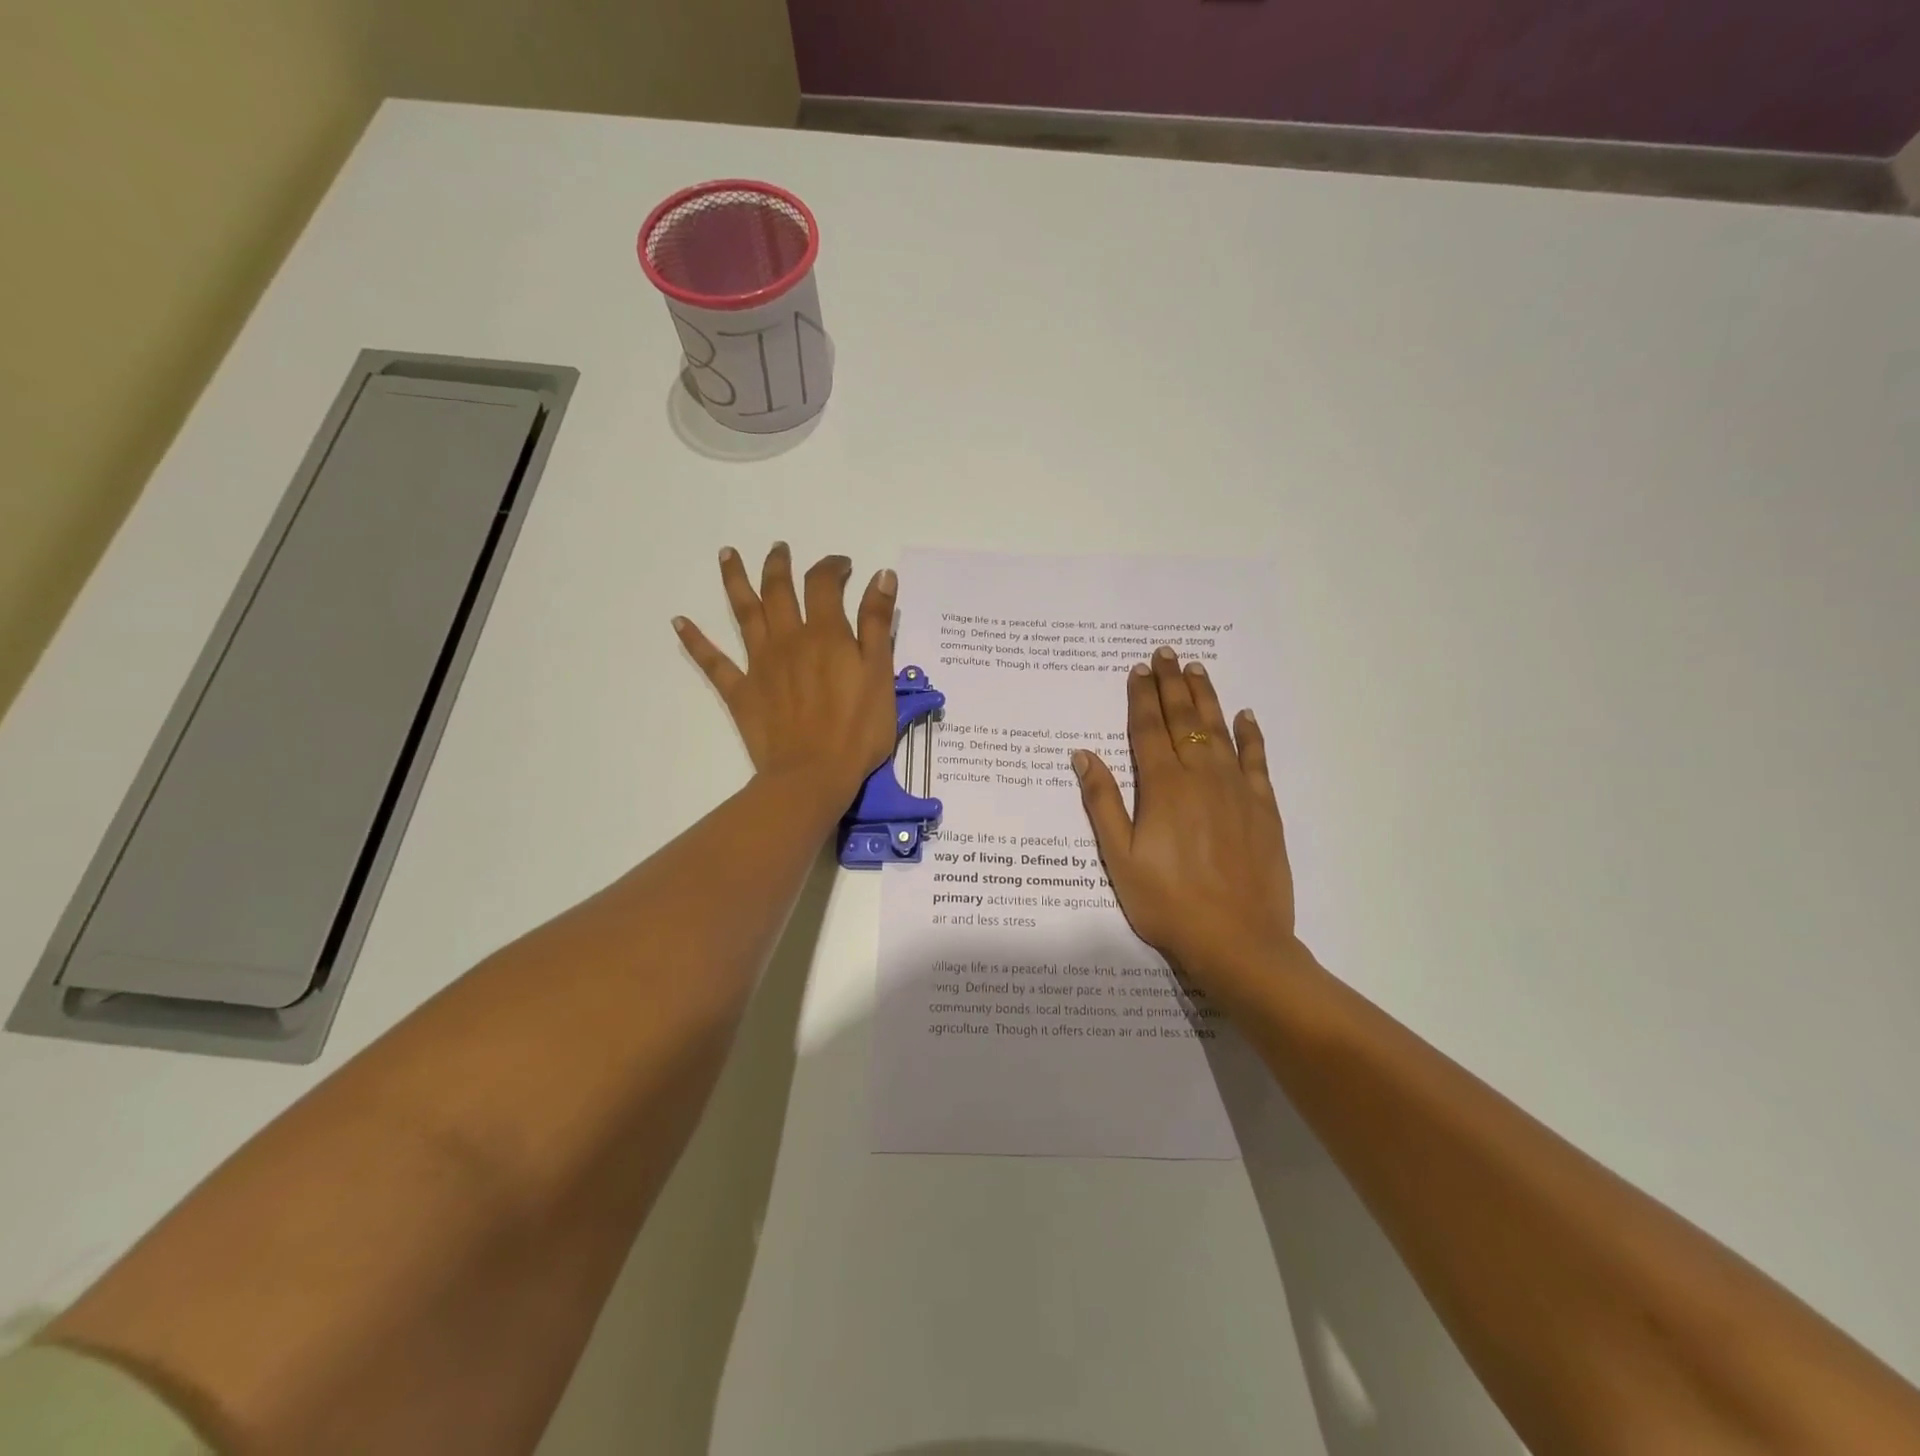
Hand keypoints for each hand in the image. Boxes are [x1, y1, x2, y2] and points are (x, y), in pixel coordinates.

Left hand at [675, 544, 898, 806]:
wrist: (813, 774)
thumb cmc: (857, 729)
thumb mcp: (881, 674)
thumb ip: (878, 624)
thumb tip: (880, 575)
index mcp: (825, 633)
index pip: (824, 584)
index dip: (832, 567)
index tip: (843, 565)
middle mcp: (788, 639)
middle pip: (778, 590)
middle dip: (779, 565)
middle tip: (779, 548)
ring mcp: (760, 664)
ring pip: (744, 612)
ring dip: (736, 580)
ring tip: (728, 554)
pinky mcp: (741, 691)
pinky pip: (713, 661)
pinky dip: (695, 640)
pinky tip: (679, 622)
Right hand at [1073, 647, 1298, 992]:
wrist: (1237, 941)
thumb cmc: (1167, 903)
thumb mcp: (1120, 858)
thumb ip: (1103, 803)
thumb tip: (1083, 755)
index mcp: (1162, 787)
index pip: (1148, 729)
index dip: (1141, 698)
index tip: (1138, 670)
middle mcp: (1201, 777)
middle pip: (1184, 720)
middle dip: (1172, 684)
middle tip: (1166, 653)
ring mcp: (1237, 790)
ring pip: (1219, 731)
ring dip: (1206, 698)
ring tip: (1197, 669)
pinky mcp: (1264, 808)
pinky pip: (1257, 760)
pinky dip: (1250, 735)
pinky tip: (1245, 716)